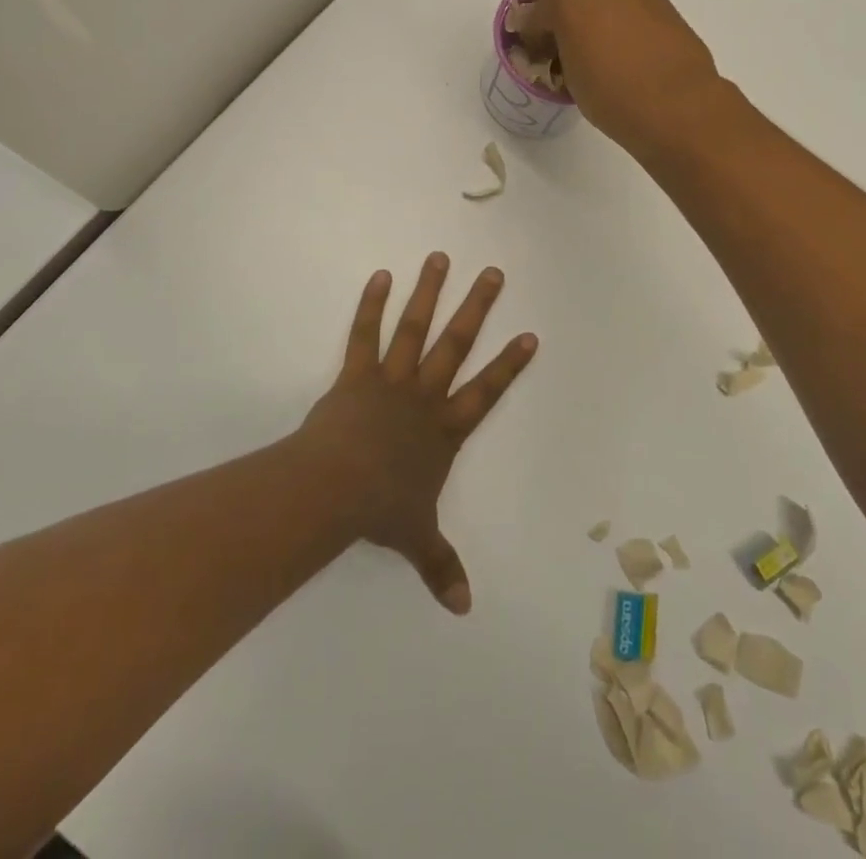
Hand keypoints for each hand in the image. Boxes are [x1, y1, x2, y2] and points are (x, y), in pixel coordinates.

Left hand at [298, 254, 538, 614]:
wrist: (335, 488)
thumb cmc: (381, 509)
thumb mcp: (417, 537)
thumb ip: (441, 565)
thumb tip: (464, 608)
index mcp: (444, 429)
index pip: (487, 391)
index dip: (510, 364)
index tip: (530, 334)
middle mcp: (424, 395)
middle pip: (457, 344)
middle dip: (477, 308)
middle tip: (493, 273)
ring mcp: (390, 379)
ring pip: (414, 328)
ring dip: (429, 292)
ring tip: (439, 257)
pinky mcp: (356, 374)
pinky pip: (364, 334)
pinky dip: (372, 305)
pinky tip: (380, 276)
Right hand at [521, 0, 724, 155]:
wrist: (677, 105)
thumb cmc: (610, 93)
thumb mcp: (568, 77)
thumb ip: (561, 51)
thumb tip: (567, 49)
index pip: (536, 14)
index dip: (534, 38)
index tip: (539, 59)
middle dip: (567, 21)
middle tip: (569, 54)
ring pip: (606, 0)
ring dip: (599, 21)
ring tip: (604, 58)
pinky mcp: (666, 3)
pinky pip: (632, 11)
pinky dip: (625, 26)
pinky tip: (630, 57)